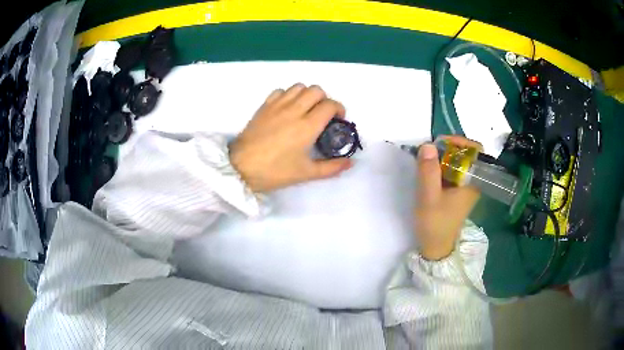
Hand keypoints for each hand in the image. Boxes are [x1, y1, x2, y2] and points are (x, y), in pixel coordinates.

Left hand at [229, 84, 352, 192]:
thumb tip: (350, 163)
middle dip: (325, 99)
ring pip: (299, 87)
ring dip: (307, 95)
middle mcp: (295, 110)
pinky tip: (287, 108)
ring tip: (306, 109)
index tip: (338, 120)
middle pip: (316, 90)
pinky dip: (288, 95)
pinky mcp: (264, 106)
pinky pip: (280, 91)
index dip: (339, 110)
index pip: (330, 105)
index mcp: (308, 126)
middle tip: (322, 115)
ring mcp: (277, 105)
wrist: (241, 167)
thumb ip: (331, 167)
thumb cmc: (275, 171)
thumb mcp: (306, 173)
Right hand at [414, 135, 481, 259]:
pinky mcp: (457, 191)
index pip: (476, 151)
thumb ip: (428, 171)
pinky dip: (441, 165)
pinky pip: (452, 170)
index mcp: (473, 181)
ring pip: (458, 161)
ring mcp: (465, 186)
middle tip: (429, 150)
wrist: (435, 246)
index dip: (460, 141)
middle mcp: (472, 181)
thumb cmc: (435, 223)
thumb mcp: (428, 197)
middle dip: (448, 147)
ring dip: (443, 156)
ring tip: (426, 158)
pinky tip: (429, 169)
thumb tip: (427, 144)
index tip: (440, 143)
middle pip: (466, 153)